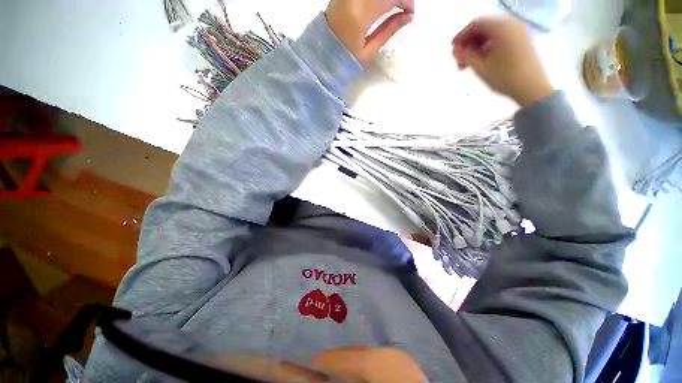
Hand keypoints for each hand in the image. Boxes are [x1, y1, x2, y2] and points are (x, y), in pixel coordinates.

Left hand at [326, 0, 413, 65]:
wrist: (321, 53)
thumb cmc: (345, 58)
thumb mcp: (368, 51)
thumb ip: (389, 30)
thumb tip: (408, 16)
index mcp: (360, 16)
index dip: (405, 0)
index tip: (410, 11)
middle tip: (404, 6)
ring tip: (394, 5)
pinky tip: (383, 3)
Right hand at [452, 16, 554, 107]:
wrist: (531, 87)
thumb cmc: (505, 77)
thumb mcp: (481, 67)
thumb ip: (465, 56)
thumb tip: (455, 51)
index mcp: (502, 27)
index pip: (476, 24)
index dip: (461, 36)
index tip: (452, 50)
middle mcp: (511, 25)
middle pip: (484, 28)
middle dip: (469, 42)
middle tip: (459, 59)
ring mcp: (517, 32)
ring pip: (491, 34)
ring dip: (477, 46)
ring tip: (468, 63)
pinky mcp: (520, 41)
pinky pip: (499, 38)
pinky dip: (487, 47)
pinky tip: (481, 60)